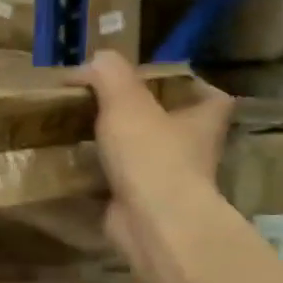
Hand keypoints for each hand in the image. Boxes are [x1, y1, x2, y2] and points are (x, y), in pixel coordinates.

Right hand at [78, 51, 233, 272]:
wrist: (153, 222)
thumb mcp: (125, 100)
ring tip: (82, 132)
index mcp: (203, 119)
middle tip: (104, 105)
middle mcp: (195, 150)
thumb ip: (109, 74)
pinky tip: (74, 167)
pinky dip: (102, 177)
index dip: (186, 85)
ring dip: (120, 148)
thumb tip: (94, 60)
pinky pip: (122, 184)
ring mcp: (172, 181)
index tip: (153, 81)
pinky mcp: (146, 205)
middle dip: (143, 117)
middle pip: (173, 125)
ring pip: (146, 156)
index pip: (207, 94)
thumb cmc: (151, 154)